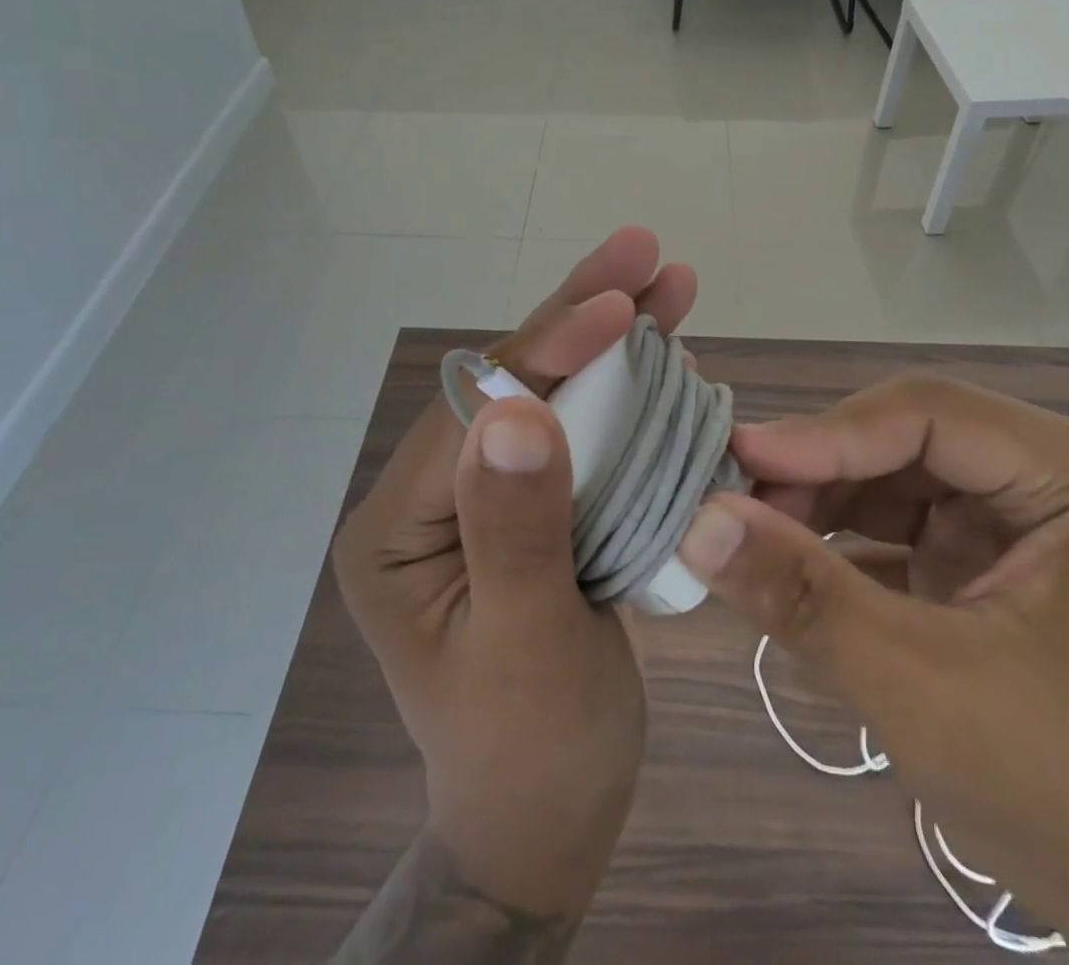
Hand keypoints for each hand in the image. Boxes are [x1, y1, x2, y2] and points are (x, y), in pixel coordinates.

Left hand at [332, 227, 695, 936]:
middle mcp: (434, 493)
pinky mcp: (534, 502)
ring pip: (553, 392)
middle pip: (514, 381)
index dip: (548, 349)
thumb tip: (517, 409)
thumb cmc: (532, 751)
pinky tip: (667, 350)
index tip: (616, 304)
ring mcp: (485, 493)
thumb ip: (516, 529)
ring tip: (669, 284)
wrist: (547, 816)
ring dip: (612, 336)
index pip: (476, 412)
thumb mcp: (524, 647)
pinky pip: (581, 428)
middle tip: (644, 251)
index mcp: (398, 526)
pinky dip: (626, 386)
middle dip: (580, 313)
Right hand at [677, 374, 1068, 964]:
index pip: (927, 413)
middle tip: (730, 506)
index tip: (733, 463)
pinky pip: (900, 525)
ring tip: (749, 537)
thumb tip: (695, 522)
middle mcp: (1051, 475)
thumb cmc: (1067, 797)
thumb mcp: (920, 687)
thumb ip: (804, 595)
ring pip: (892, 478)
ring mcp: (1022, 518)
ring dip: (820, 505)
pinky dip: (843, 543)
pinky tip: (791, 566)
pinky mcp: (991, 561)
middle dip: (817, 471)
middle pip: (906, 438)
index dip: (823, 433)